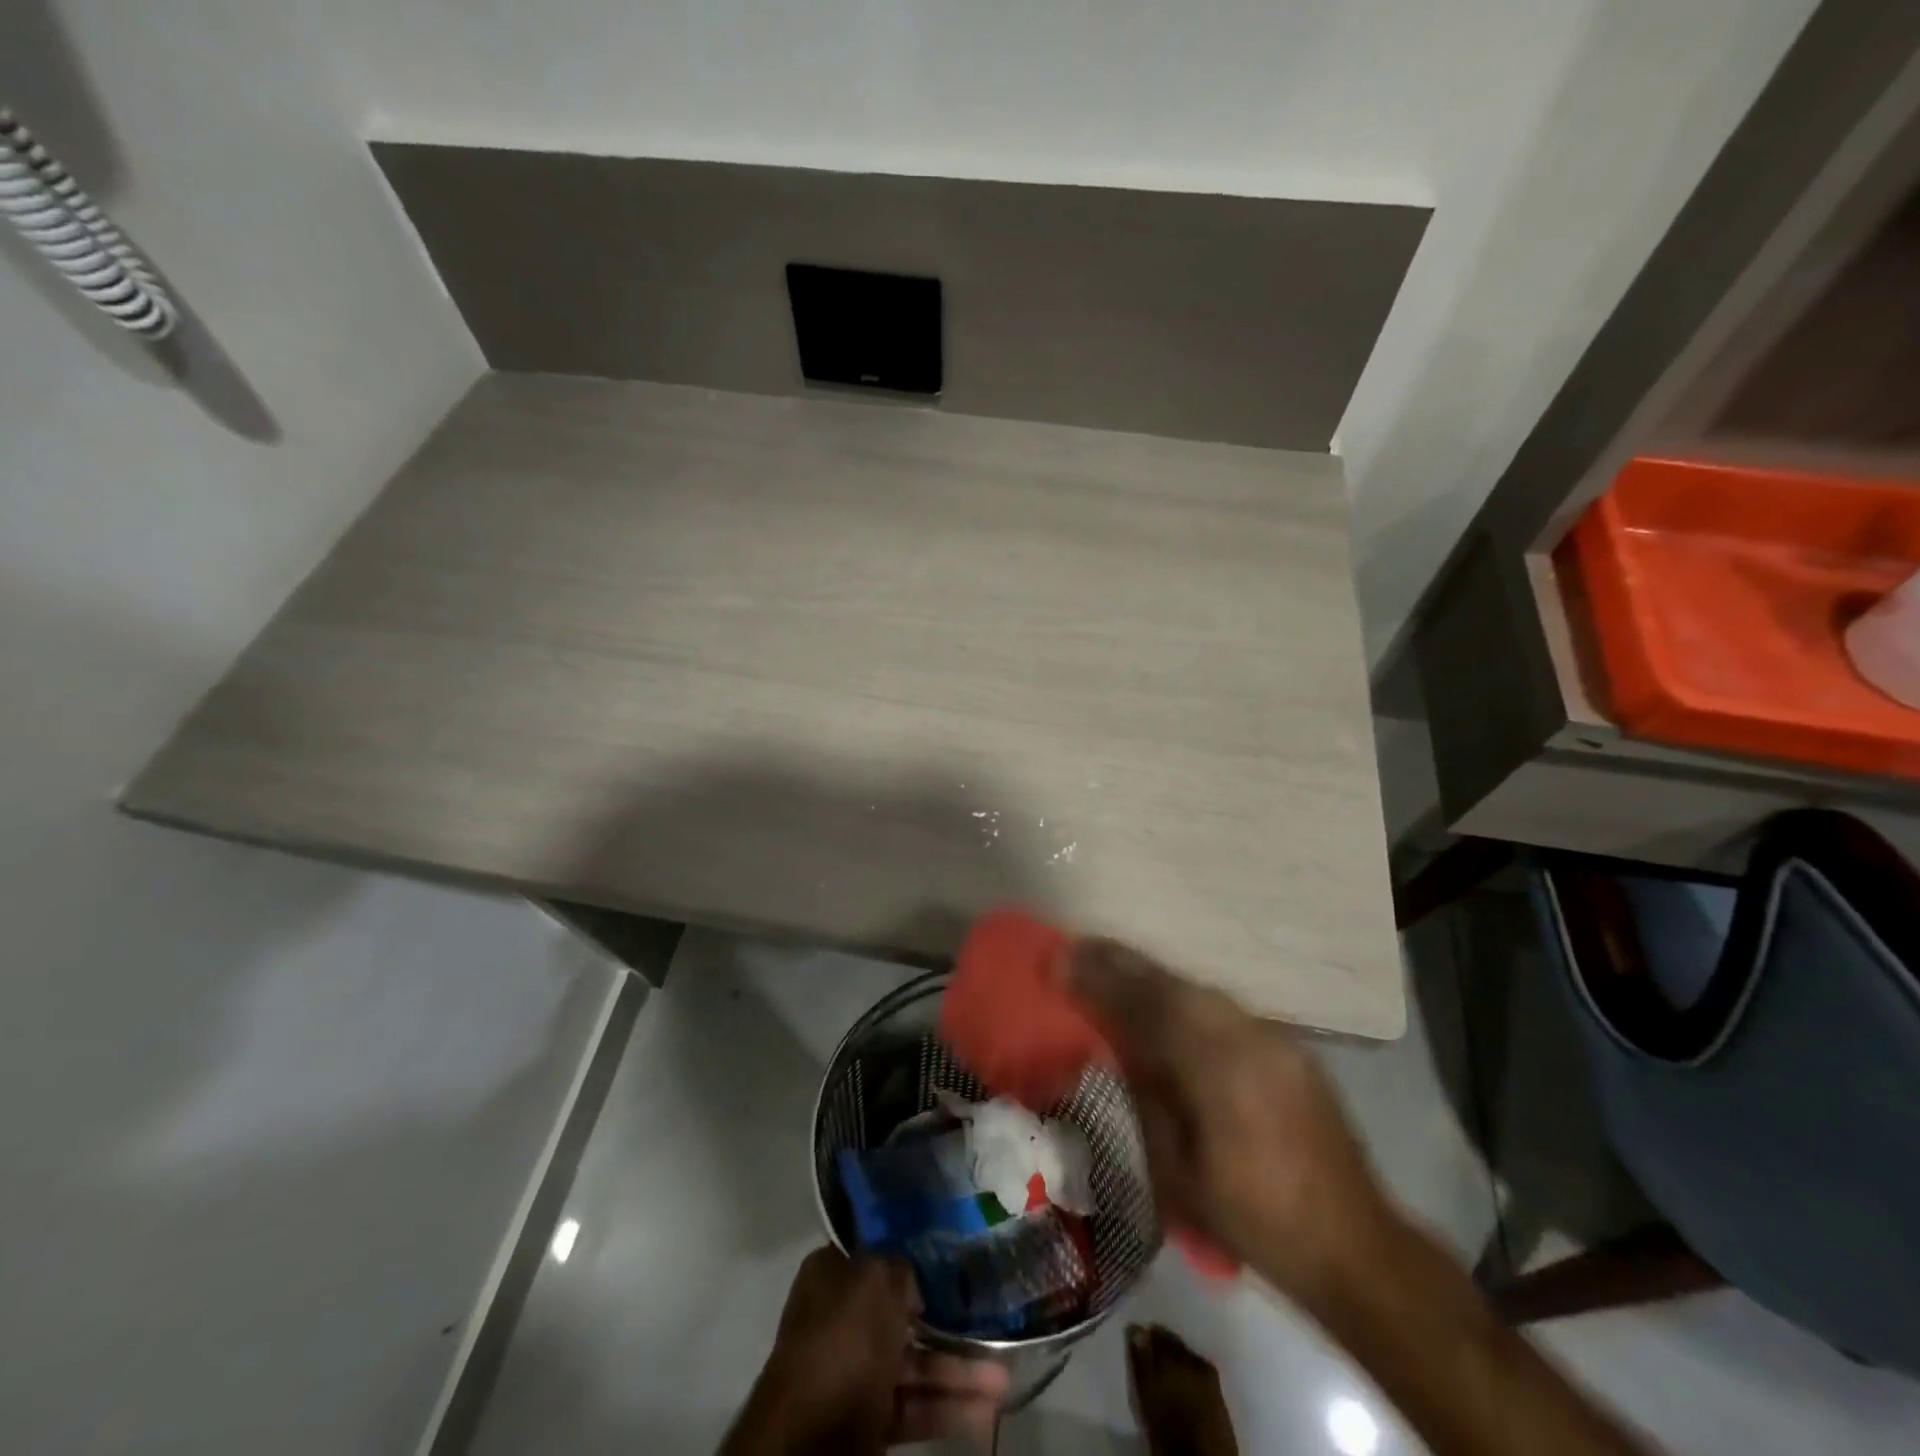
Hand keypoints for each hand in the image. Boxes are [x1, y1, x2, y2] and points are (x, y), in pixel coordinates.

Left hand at [724, 1246, 1009, 1453]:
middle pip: (903, 1313)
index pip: (877, 1255)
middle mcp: (841, 1318)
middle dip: (948, 1322)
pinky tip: (985, 1411)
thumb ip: (900, 1270)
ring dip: (959, 1371)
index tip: (952, 1258)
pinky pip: (914, 1407)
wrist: (809, 1440)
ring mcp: (854, 1372)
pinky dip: (947, 1408)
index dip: (913, 1256)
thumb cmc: (842, 1342)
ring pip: (915, 1364)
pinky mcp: (866, 1421)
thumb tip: (913, 1282)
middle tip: (990, 1321)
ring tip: (1004, 1379)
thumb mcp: (875, 1281)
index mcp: (833, 1275)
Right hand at [1066, 938, 1394, 1309]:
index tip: (1057, 960)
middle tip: (1076, 948)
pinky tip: (1165, 1000)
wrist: (1356, 1246)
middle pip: (1171, 984)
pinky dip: (1184, 996)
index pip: (1145, 1005)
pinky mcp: (1288, 1046)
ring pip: (1198, 989)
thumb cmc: (1253, 1219)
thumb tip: (1120, 1047)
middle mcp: (1247, 1036)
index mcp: (1217, 1068)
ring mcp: (1273, 1036)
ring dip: (1151, 976)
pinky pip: (1222, 1007)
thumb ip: (1147, 1097)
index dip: (1098, 979)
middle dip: (1120, 963)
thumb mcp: (1179, 1172)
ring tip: (1111, 965)